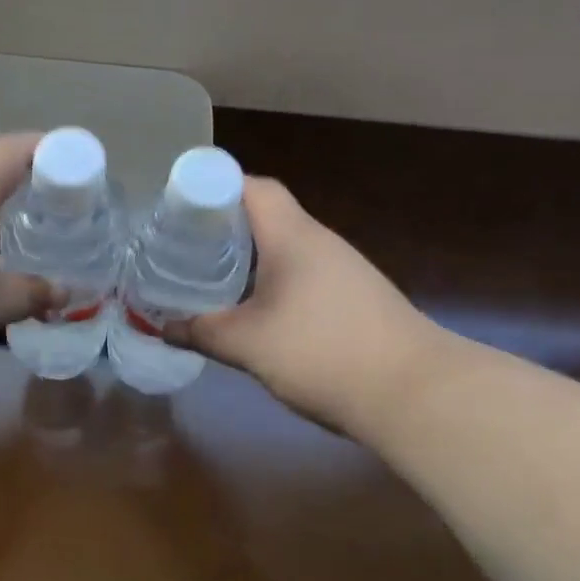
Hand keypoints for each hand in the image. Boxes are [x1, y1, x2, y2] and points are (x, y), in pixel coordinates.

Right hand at [172, 178, 438, 436]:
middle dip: (225, 225)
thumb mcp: (249, 344)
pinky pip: (304, 271)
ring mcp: (343, 268)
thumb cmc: (323, 352)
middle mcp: (319, 240)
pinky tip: (260, 309)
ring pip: (286, 245)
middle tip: (187, 245)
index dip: (214, 187)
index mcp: (292, 235)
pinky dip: (275, 278)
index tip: (181, 209)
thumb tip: (163, 327)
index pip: (252, 186)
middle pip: (267, 213)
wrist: (416, 393)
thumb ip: (203, 331)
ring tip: (215, 275)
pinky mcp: (356, 296)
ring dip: (251, 254)